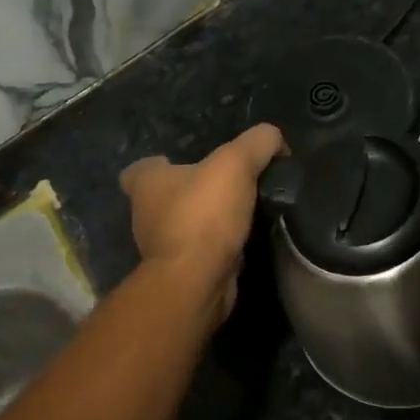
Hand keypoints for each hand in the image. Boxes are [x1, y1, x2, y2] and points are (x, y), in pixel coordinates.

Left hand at [120, 124, 285, 320]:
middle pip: (166, 195)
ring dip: (207, 219)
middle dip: (193, 190)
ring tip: (244, 210)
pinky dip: (217, 245)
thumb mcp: (237, 162)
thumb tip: (276, 139)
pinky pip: (200, 250)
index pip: (143, 167)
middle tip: (229, 183)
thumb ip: (258, 142)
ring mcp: (161, 246)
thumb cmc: (204, 214)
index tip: (190, 162)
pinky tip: (243, 239)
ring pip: (184, 224)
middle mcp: (146, 214)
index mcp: (147, 183)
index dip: (162, 162)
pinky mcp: (181, 271)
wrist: (198, 279)